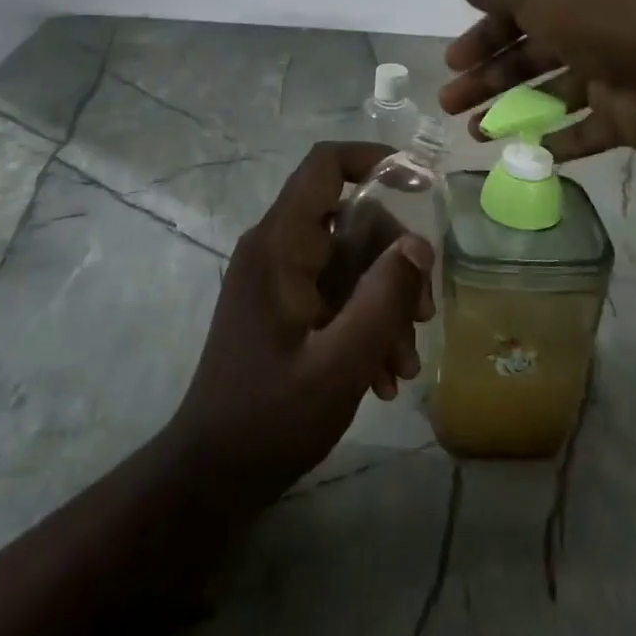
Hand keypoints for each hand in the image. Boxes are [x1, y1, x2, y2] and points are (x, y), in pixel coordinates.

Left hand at [164, 142, 434, 512]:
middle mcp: (277, 248)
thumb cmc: (270, 417)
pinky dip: (365, 322)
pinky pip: (337, 292)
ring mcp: (280, 278)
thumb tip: (419, 244)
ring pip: (351, 261)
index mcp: (279, 245)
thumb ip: (382, 299)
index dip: (374, 160)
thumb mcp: (339, 363)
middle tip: (422, 316)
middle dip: (395, 263)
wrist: (212, 475)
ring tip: (404, 365)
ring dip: (386, 303)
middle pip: (352, 219)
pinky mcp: (286, 306)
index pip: (325, 166)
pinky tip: (385, 377)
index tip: (421, 184)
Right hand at [438, 0, 635, 162]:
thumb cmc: (601, 20)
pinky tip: (525, 152)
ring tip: (476, 135)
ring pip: (551, 94)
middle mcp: (594, 30)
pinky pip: (586, 130)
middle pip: (530, 55)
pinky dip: (557, 141)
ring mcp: (613, 75)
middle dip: (487, 77)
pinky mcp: (628, 117)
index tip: (452, 61)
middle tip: (449, 102)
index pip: (520, 11)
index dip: (483, 34)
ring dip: (511, 111)